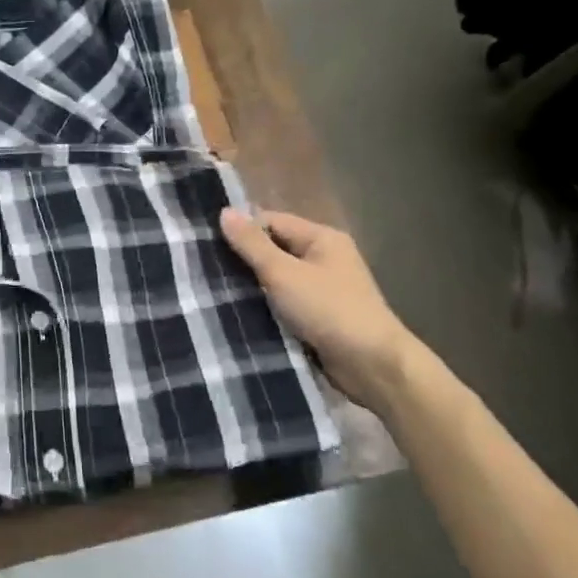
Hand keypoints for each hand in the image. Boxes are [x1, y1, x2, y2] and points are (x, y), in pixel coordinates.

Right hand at [220, 208, 418, 406]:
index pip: (272, 221)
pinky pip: (285, 303)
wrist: (373, 366)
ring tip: (214, 292)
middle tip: (204, 269)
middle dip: (243, 260)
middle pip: (274, 249)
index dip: (241, 230)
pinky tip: (238, 314)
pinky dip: (266, 307)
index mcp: (322, 238)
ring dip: (252, 287)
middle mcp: (325, 258)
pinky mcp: (319, 317)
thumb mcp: (284, 273)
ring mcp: (323, 289)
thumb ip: (252, 244)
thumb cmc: (329, 310)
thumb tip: (225, 211)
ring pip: (277, 279)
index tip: (206, 245)